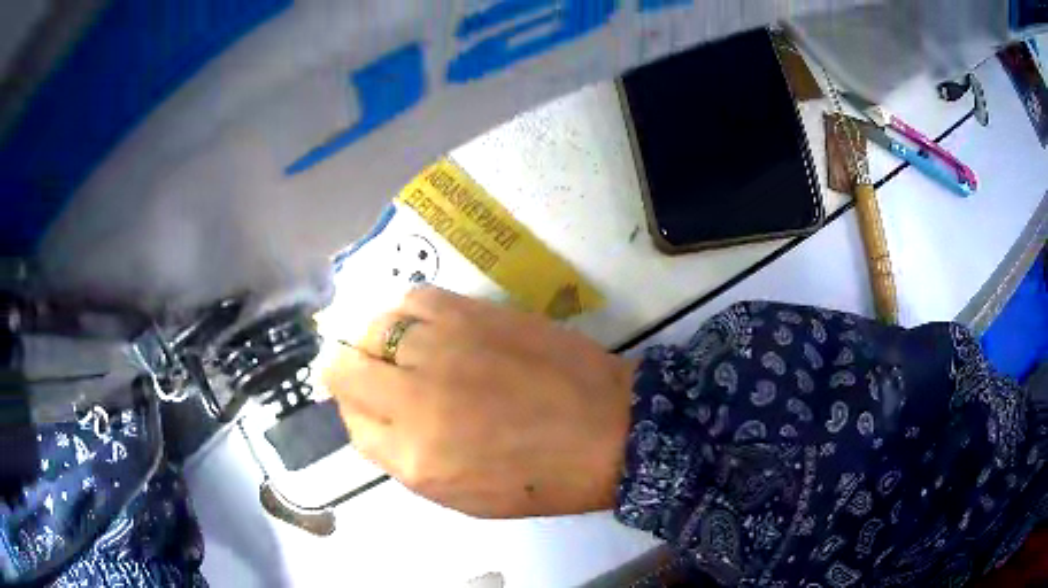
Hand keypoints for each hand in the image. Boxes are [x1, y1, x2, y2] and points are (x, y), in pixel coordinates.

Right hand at [322, 287, 635, 517]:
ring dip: (377, 341)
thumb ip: (404, 459)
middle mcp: (415, 399)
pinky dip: (407, 312)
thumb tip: (374, 417)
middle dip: (346, 372)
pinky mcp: (473, 314)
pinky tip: (425, 326)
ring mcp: (443, 349)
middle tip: (371, 374)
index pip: (352, 424)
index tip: (371, 407)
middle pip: (345, 369)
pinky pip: (414, 299)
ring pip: (375, 328)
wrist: (609, 431)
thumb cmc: (540, 478)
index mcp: (415, 458)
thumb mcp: (462, 496)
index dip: (357, 413)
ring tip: (401, 350)